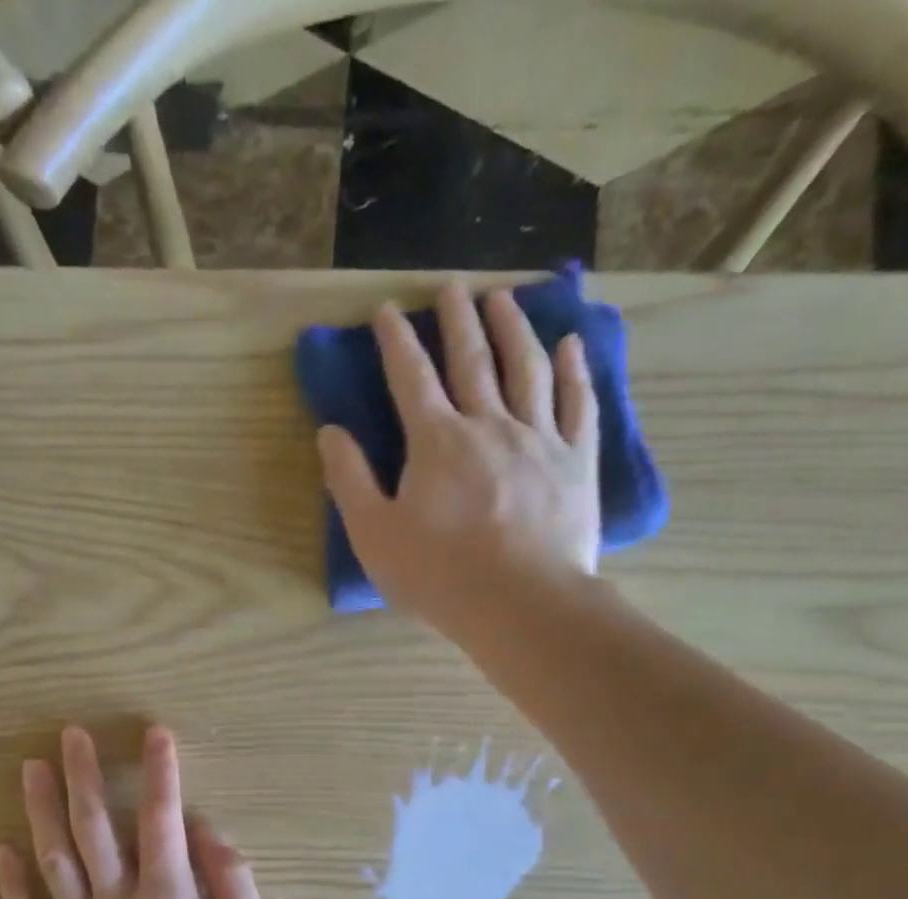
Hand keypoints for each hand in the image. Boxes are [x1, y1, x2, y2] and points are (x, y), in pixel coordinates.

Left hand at [0, 726, 281, 898]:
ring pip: (55, 862)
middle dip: (83, 776)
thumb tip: (208, 834)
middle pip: (95, 828)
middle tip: (70, 734)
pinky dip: (11, 887)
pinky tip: (1, 852)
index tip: (155, 733)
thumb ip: (235, 887)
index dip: (161, 771)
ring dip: (41, 812)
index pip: (163, 819)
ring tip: (32, 769)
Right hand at [317, 280, 600, 638]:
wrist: (520, 603)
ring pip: (527, 367)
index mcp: (436, 441)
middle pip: (472, 359)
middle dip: (458, 319)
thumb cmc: (438, 574)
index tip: (386, 309)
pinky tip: (571, 345)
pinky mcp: (576, 461)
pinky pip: (577, 403)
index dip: (396, 340)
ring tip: (504, 299)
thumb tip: (329, 432)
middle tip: (452, 286)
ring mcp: (538, 438)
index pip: (410, 377)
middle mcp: (488, 424)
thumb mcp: (374, 535)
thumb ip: (349, 480)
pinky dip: (574, 370)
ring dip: (513, 328)